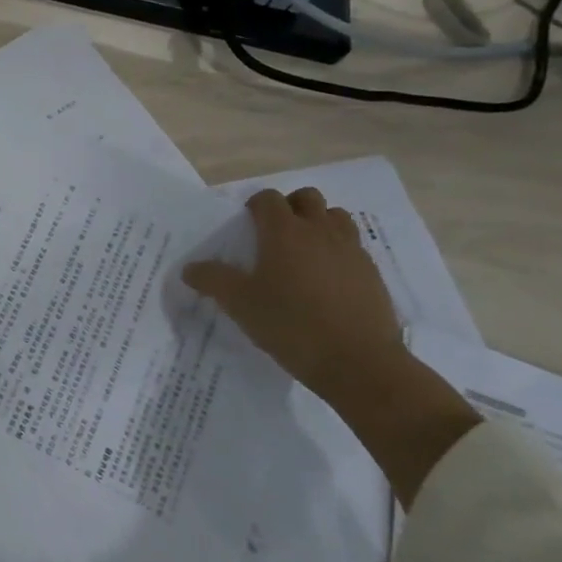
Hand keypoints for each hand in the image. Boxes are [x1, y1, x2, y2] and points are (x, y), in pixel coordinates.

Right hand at [183, 186, 406, 400]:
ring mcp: (351, 250)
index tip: (245, 226)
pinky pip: (353, 247)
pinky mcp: (372, 274)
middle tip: (274, 234)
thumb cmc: (291, 325)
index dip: (254, 206)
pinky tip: (326, 281)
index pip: (268, 199)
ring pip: (336, 217)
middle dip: (290, 207)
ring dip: (319, 224)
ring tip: (303, 252)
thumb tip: (190, 268)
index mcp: (284, 232)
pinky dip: (338, 251)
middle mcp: (320, 231)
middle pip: (307, 198)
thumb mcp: (240, 305)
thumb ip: (212, 280)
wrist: (359, 363)